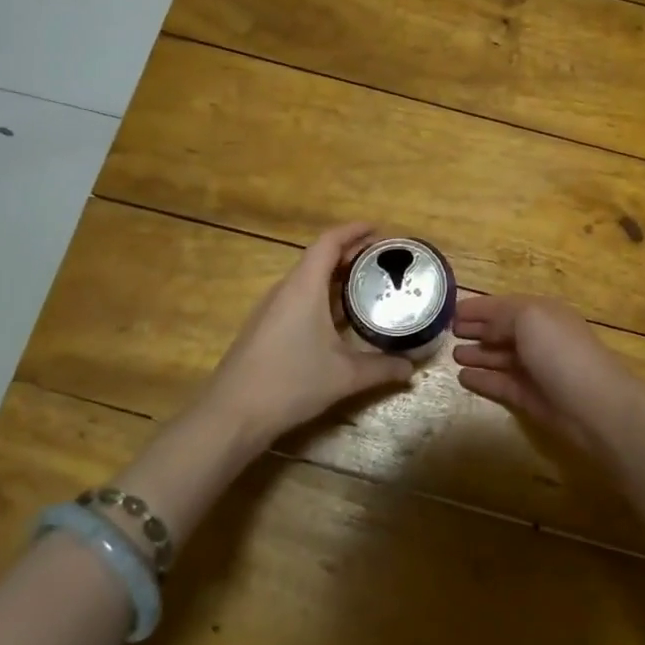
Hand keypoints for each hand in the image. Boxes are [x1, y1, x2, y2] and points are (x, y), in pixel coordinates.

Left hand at [194, 222, 415, 441]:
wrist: (232, 414)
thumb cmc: (291, 382)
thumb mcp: (344, 376)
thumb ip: (381, 368)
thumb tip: (411, 369)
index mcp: (304, 287)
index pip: (329, 242)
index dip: (354, 230)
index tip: (379, 230)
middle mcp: (285, 290)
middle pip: (319, 258)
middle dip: (350, 254)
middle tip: (383, 259)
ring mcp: (271, 309)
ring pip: (308, 280)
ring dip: (336, 277)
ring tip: (367, 285)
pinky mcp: (265, 328)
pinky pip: (298, 299)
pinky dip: (322, 298)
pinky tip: (339, 319)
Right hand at [452, 296, 644, 459]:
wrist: (595, 405)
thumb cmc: (561, 352)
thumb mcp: (529, 318)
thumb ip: (501, 316)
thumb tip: (484, 327)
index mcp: (541, 313)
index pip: (503, 306)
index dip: (478, 308)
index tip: (451, 311)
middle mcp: (539, 338)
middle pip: (502, 331)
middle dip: (477, 330)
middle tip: (449, 332)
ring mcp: (535, 369)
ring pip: (500, 358)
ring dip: (477, 354)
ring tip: (453, 355)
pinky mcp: (530, 398)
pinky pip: (500, 384)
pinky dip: (482, 380)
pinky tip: (463, 378)